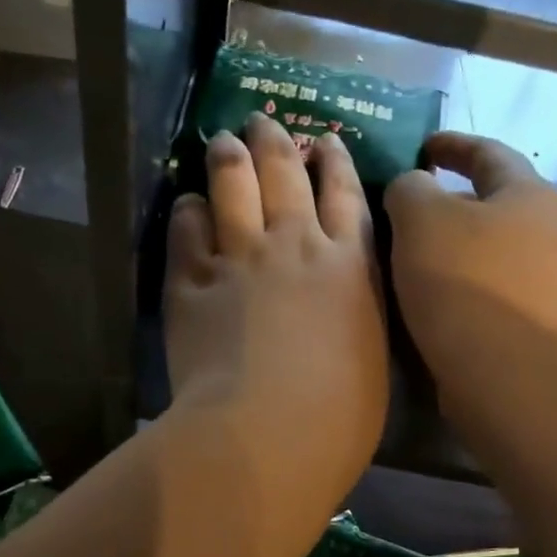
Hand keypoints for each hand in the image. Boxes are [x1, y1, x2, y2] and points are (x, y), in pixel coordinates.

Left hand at [163, 113, 387, 510]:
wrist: (267, 435)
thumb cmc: (338, 418)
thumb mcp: (371, 360)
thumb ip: (356, 318)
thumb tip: (343, 307)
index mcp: (350, 266)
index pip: (345, 195)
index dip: (334, 161)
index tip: (326, 141)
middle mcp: (295, 246)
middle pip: (284, 173)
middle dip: (274, 140)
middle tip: (262, 121)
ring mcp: (239, 259)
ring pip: (233, 185)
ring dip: (229, 156)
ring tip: (223, 140)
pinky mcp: (190, 283)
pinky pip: (186, 229)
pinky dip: (188, 211)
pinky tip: (188, 205)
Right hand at [384, 132, 556, 401]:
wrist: (508, 376)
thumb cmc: (466, 283)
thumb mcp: (422, 218)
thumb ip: (409, 188)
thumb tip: (412, 189)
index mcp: (528, 194)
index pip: (488, 152)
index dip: (451, 144)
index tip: (421, 146)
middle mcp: (547, 232)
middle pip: (491, 204)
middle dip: (448, 201)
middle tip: (403, 208)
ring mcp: (543, 283)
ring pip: (486, 251)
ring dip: (449, 248)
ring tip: (405, 256)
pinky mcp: (529, 325)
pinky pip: (484, 290)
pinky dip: (455, 285)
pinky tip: (424, 300)